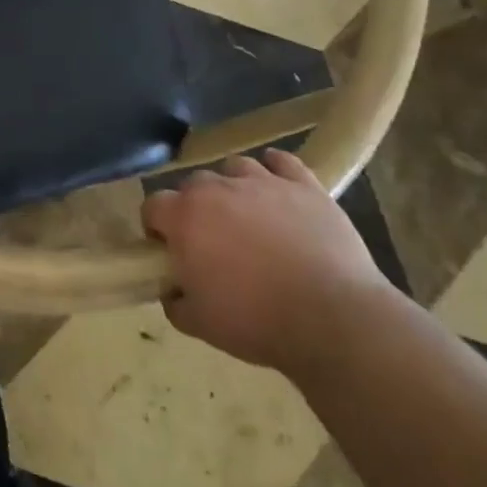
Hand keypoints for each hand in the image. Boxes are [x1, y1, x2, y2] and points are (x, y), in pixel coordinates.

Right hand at [142, 148, 390, 374]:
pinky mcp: (304, 185)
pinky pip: (283, 162)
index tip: (170, 251)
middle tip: (212, 240)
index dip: (157, 228)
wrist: (332, 317)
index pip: (153, 206)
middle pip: (194, 184)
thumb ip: (175, 301)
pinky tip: (277, 182)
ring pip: (236, 167)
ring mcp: (263, 182)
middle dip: (196, 207)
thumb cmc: (256, 321)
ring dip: (233, 186)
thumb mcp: (199, 324)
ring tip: (247, 214)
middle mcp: (217, 188)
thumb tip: (173, 289)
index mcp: (185, 217)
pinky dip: (275, 168)